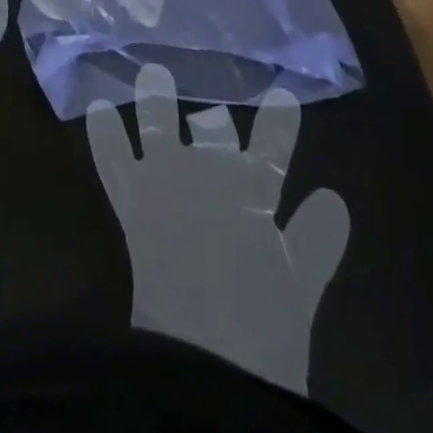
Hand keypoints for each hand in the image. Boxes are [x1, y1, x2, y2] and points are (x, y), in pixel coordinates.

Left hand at [87, 63, 348, 394]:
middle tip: (210, 115)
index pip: (273, 145)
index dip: (279, 123)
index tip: (283, 98)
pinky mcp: (133, 202)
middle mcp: (211, 173)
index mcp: (255, 193)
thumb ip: (316, 241)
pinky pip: (114, 159)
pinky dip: (106, 135)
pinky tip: (98, 110)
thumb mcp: (297, 290)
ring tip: (152, 74)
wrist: (203, 357)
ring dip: (156, 101)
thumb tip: (333, 198)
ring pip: (160, 129)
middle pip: (213, 133)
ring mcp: (167, 182)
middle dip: (214, 125)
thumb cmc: (260, 333)